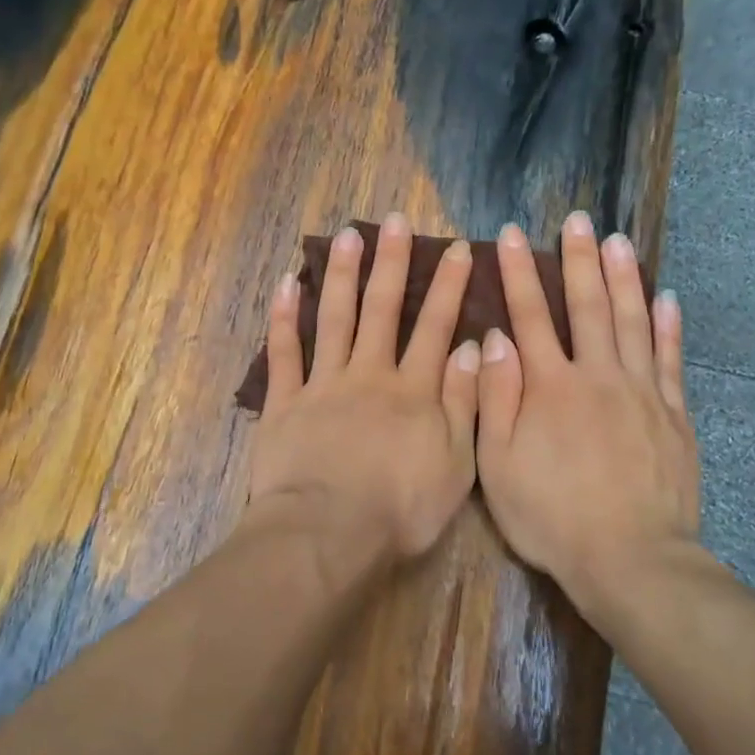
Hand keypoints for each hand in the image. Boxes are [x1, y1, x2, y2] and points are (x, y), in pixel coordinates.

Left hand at [249, 213, 481, 560]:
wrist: (329, 533)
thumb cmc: (400, 509)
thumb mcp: (455, 464)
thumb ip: (462, 402)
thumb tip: (471, 346)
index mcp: (412, 390)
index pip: (435, 327)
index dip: (448, 287)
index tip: (457, 250)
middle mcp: (368, 374)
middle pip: (381, 309)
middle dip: (391, 263)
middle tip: (394, 221)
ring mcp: (322, 384)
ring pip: (334, 317)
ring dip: (341, 274)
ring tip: (347, 235)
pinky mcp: (284, 402)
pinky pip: (283, 353)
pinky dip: (284, 317)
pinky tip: (287, 283)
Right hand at [476, 211, 700, 604]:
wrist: (629, 559)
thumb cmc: (551, 516)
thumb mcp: (497, 464)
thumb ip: (495, 397)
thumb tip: (494, 339)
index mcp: (549, 386)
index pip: (530, 315)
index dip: (518, 273)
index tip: (510, 235)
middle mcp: (596, 376)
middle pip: (587, 306)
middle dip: (578, 259)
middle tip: (577, 220)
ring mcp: (641, 392)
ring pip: (632, 321)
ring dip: (624, 277)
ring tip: (619, 240)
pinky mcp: (673, 414)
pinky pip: (670, 359)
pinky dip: (668, 326)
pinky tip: (666, 298)